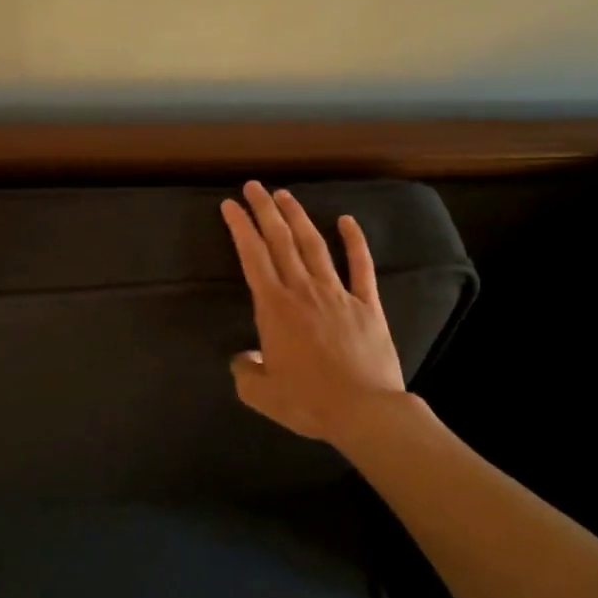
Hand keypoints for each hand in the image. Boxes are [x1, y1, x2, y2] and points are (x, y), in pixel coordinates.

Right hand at [220, 181, 412, 443]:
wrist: (364, 411)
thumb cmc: (308, 402)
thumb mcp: (261, 394)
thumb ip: (245, 371)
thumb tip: (244, 358)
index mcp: (274, 307)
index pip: (252, 257)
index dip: (240, 228)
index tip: (230, 205)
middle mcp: (303, 291)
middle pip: (280, 241)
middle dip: (264, 210)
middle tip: (253, 186)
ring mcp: (337, 294)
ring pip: (314, 245)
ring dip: (298, 217)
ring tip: (284, 195)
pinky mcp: (366, 305)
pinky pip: (360, 266)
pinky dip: (354, 241)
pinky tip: (347, 220)